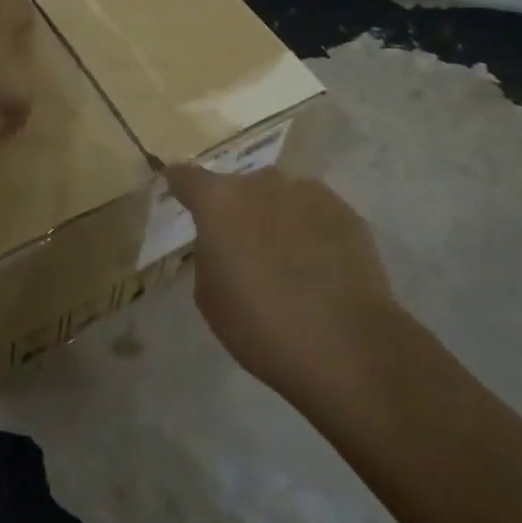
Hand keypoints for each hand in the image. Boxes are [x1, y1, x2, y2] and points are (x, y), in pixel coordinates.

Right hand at [163, 164, 399, 399]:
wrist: (346, 345)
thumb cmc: (261, 326)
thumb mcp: (210, 296)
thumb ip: (210, 253)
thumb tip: (225, 241)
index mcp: (220, 202)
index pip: (187, 177)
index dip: (179, 183)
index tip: (176, 188)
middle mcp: (262, 184)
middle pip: (240, 187)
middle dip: (237, 209)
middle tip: (243, 246)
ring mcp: (308, 192)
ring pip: (281, 197)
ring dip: (276, 217)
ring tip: (287, 259)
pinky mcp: (346, 211)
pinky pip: (315, 213)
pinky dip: (310, 230)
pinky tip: (320, 265)